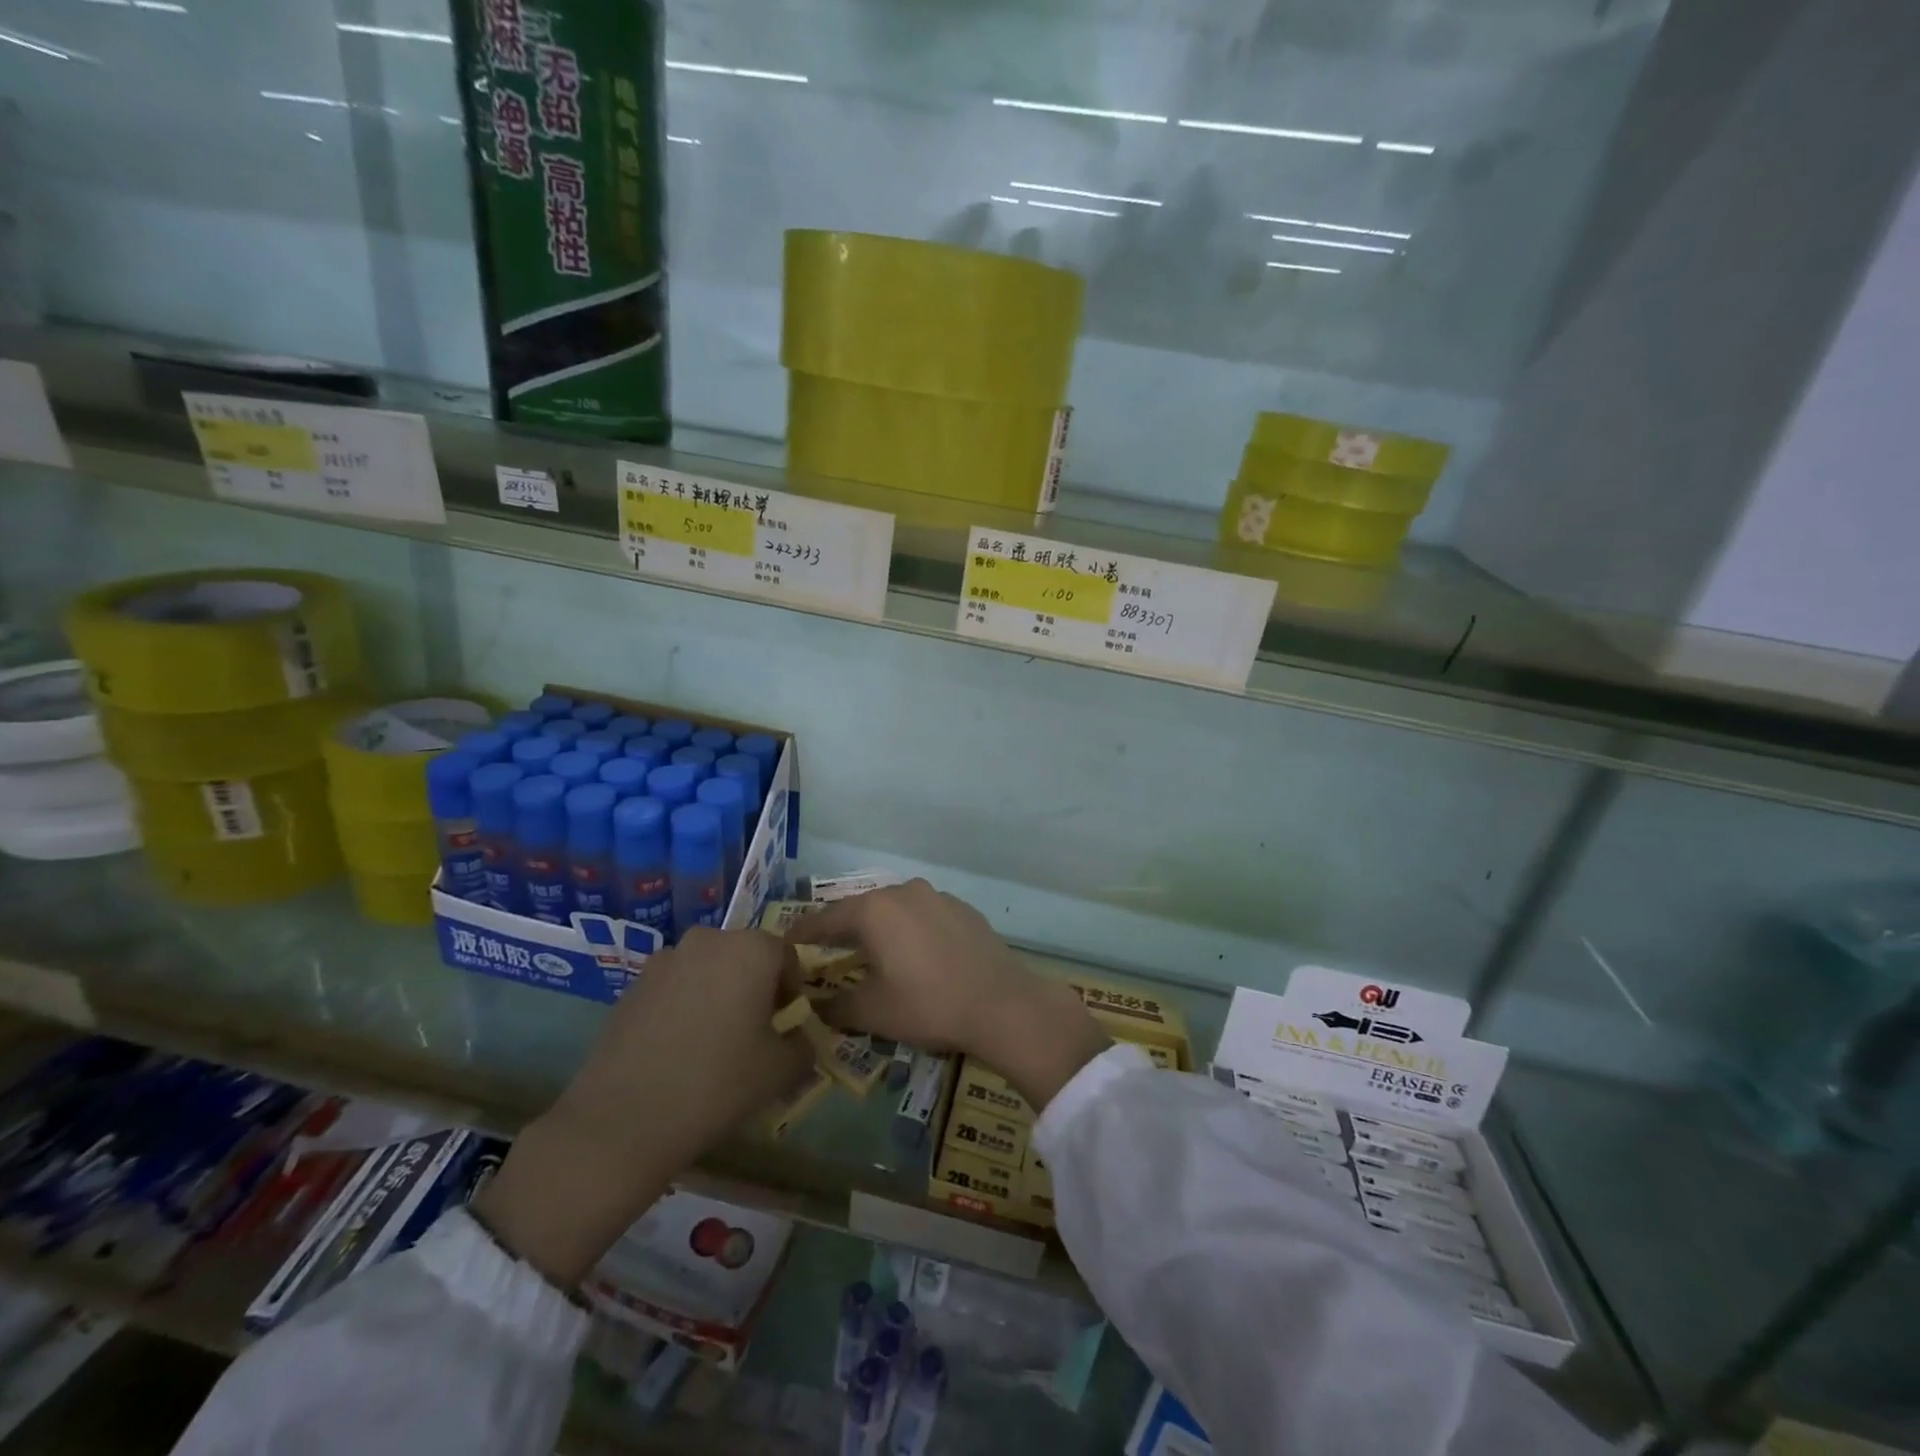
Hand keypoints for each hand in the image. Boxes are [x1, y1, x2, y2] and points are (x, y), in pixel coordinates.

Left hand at [477, 928, 810, 1286]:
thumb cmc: (718, 1084)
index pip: (786, 956)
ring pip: (707, 969)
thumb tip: (800, 1038)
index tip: (786, 1023)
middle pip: (745, 956)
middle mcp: (709, 940)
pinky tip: (677, 1048)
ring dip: (717, 992)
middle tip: (753, 1030)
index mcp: (751, 949)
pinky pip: (674, 986)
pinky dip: (684, 1004)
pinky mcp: (632, 985)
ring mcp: (665, 959)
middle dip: (755, 986)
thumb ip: (804, 1045)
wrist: (624, 1120)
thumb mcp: (781, 1070)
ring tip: (712, 1040)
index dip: (792, 988)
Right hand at [788, 881, 1107, 1111]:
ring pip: (895, 909)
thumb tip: (813, 1006)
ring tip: (870, 952)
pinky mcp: (963, 909)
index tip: (786, 943)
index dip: (804, 933)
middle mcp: (904, 891)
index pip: (826, 918)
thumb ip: (835, 1006)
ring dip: (879, 928)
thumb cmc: (928, 1004)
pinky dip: (910, 930)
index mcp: (875, 910)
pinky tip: (914, 954)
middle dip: (842, 929)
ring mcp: (937, 896)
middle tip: (826, 950)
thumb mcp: (873, 1011)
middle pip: (861, 909)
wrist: (1001, 1003)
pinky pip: (923, 915)